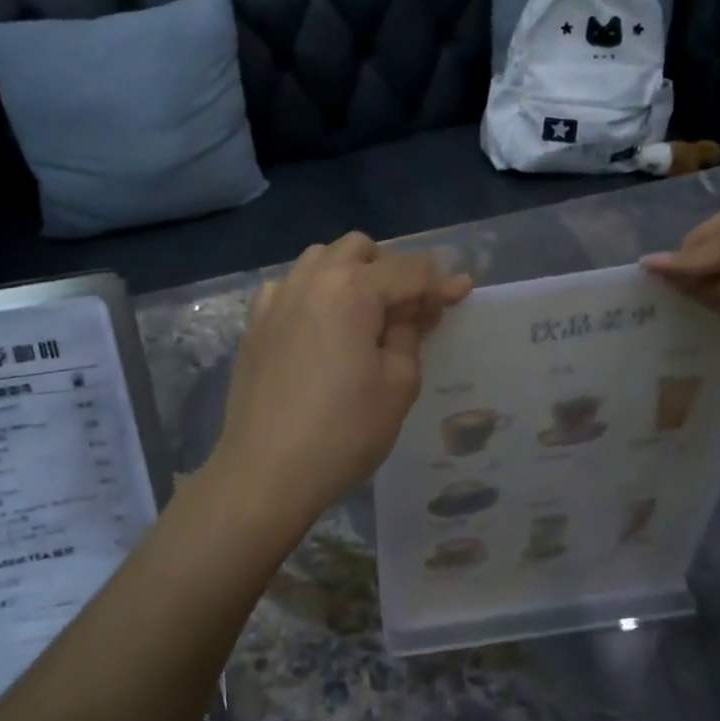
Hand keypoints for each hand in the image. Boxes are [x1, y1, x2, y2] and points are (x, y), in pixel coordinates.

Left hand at [206, 233, 472, 531]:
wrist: (265, 471)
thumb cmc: (344, 431)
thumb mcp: (398, 384)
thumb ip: (411, 333)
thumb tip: (417, 308)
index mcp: (352, 289)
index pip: (409, 270)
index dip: (441, 283)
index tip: (464, 293)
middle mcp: (312, 279)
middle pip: (361, 249)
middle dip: (393, 269)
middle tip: (410, 310)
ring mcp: (277, 298)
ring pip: (321, 258)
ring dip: (351, 273)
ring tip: (365, 314)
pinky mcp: (255, 322)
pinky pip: (290, 285)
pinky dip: (313, 291)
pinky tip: (320, 324)